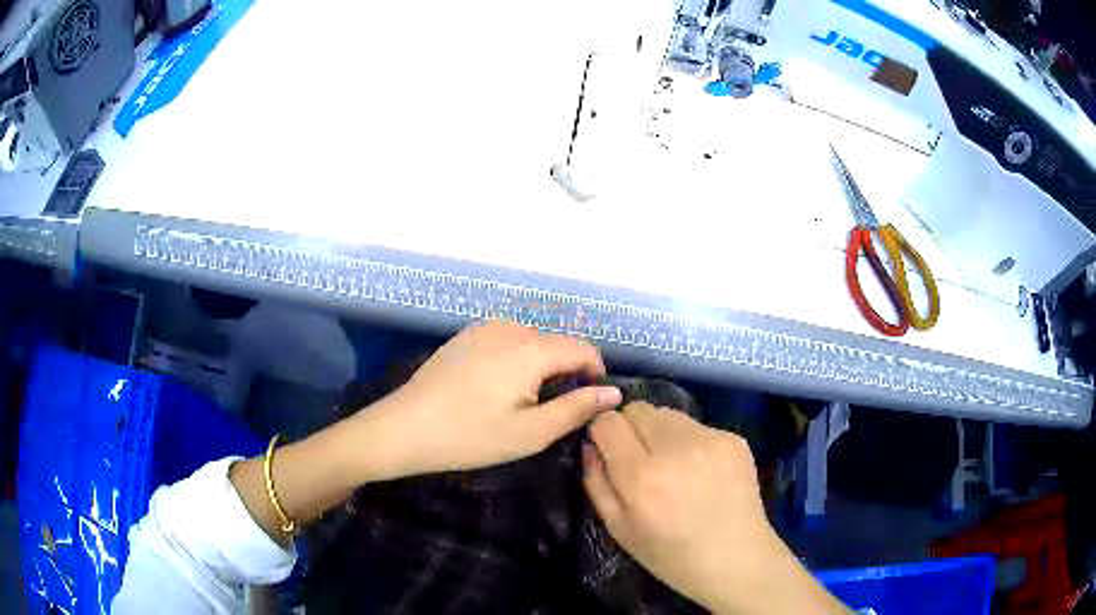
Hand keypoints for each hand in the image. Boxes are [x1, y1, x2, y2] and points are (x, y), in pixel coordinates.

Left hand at [351, 320, 622, 479]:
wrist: (404, 428)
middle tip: (549, 413)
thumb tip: (613, 393)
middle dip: (565, 373)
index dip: (596, 374)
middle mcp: (511, 327)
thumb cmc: (470, 436)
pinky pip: (506, 340)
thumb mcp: (530, 433)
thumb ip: (576, 409)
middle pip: (557, 343)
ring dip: (540, 366)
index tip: (588, 404)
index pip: (583, 348)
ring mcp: (484, 327)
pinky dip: (515, 359)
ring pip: (532, 340)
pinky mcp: (465, 335)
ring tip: (521, 402)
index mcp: (531, 348)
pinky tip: (494, 388)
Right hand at [583, 402, 847, 613]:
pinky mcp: (734, 438)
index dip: (603, 432)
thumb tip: (590, 444)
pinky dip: (691, 442)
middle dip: (631, 428)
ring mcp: (710, 440)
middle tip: (642, 458)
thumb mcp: (619, 529)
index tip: (608, 448)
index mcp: (641, 477)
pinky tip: (701, 472)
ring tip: (673, 465)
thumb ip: (596, 482)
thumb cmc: (671, 556)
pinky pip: (698, 426)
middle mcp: (675, 449)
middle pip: (638, 409)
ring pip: (668, 414)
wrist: (737, 560)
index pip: (608, 422)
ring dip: (661, 432)